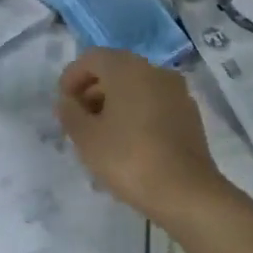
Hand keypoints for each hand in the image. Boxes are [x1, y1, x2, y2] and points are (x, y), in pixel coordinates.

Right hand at [55, 48, 227, 224]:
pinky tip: (128, 143)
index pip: (91, 59)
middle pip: (115, 70)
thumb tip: (68, 101)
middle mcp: (154, 70)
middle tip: (79, 120)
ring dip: (114, 103)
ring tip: (101, 135)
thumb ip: (70, 113)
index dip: (71, 78)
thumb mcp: (86, 137)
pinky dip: (136, 114)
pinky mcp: (189, 115)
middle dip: (92, 91)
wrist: (187, 193)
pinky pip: (154, 103)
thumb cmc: (129, 158)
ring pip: (136, 87)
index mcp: (127, 68)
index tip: (63, 104)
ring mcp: (176, 92)